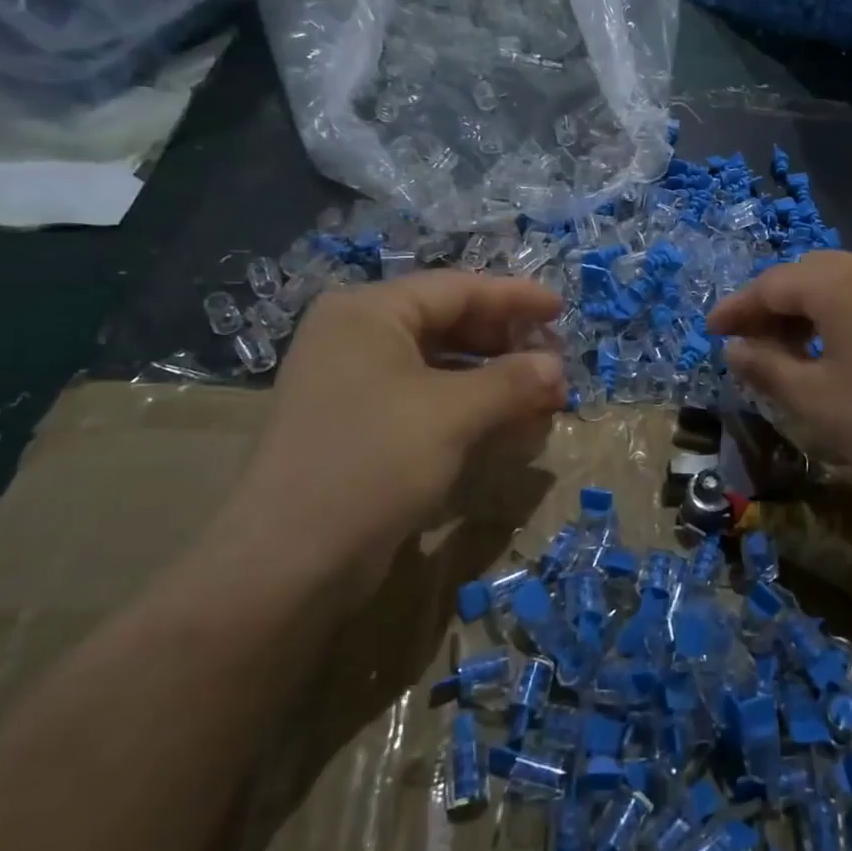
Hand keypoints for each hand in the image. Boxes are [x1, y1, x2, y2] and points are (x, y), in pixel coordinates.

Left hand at [215, 273, 565, 581]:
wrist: (288, 561)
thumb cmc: (372, 461)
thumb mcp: (452, 414)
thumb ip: (512, 381)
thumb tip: (557, 367)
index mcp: (369, 312)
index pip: (457, 288)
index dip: (515, 297)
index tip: (562, 309)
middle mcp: (358, 338)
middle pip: (451, 325)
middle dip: (508, 347)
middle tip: (556, 367)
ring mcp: (357, 385)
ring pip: (444, 369)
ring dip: (497, 384)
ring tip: (545, 404)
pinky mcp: (363, 428)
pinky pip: (429, 403)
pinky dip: (472, 412)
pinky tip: (511, 431)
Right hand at [707, 252, 851, 520]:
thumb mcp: (815, 401)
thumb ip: (766, 367)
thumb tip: (735, 347)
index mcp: (843, 284)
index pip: (774, 283)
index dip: (738, 307)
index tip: (712, 331)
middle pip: (810, 274)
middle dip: (773, 305)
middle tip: (749, 341)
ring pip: (845, 282)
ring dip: (810, 309)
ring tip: (791, 349)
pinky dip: (845, 314)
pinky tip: (841, 351)